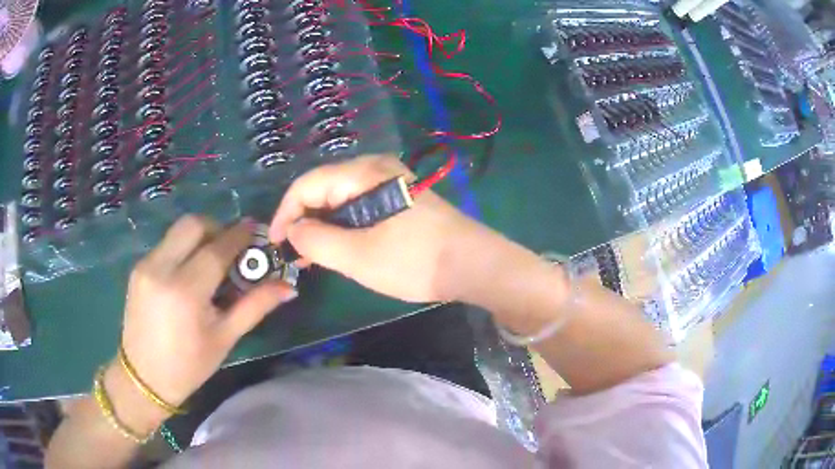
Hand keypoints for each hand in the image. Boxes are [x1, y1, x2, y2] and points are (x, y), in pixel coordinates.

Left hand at [118, 216, 296, 412]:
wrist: (143, 378)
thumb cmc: (189, 365)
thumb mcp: (225, 338)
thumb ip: (255, 306)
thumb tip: (288, 287)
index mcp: (186, 291)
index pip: (218, 248)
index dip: (240, 235)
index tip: (255, 230)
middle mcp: (162, 268)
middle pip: (194, 224)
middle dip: (217, 228)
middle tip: (231, 249)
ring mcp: (146, 265)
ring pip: (177, 231)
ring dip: (199, 237)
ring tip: (211, 262)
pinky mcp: (138, 268)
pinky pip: (166, 244)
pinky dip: (183, 248)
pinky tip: (189, 273)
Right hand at [269, 155, 509, 302]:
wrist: (474, 264)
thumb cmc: (415, 260)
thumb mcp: (358, 256)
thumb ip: (317, 242)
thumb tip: (293, 231)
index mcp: (363, 173)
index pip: (307, 184)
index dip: (285, 213)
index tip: (275, 244)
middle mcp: (375, 168)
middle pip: (323, 187)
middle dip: (304, 219)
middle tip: (294, 254)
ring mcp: (390, 181)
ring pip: (341, 198)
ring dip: (323, 224)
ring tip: (312, 255)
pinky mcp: (400, 197)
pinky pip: (359, 205)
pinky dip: (343, 224)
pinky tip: (339, 245)